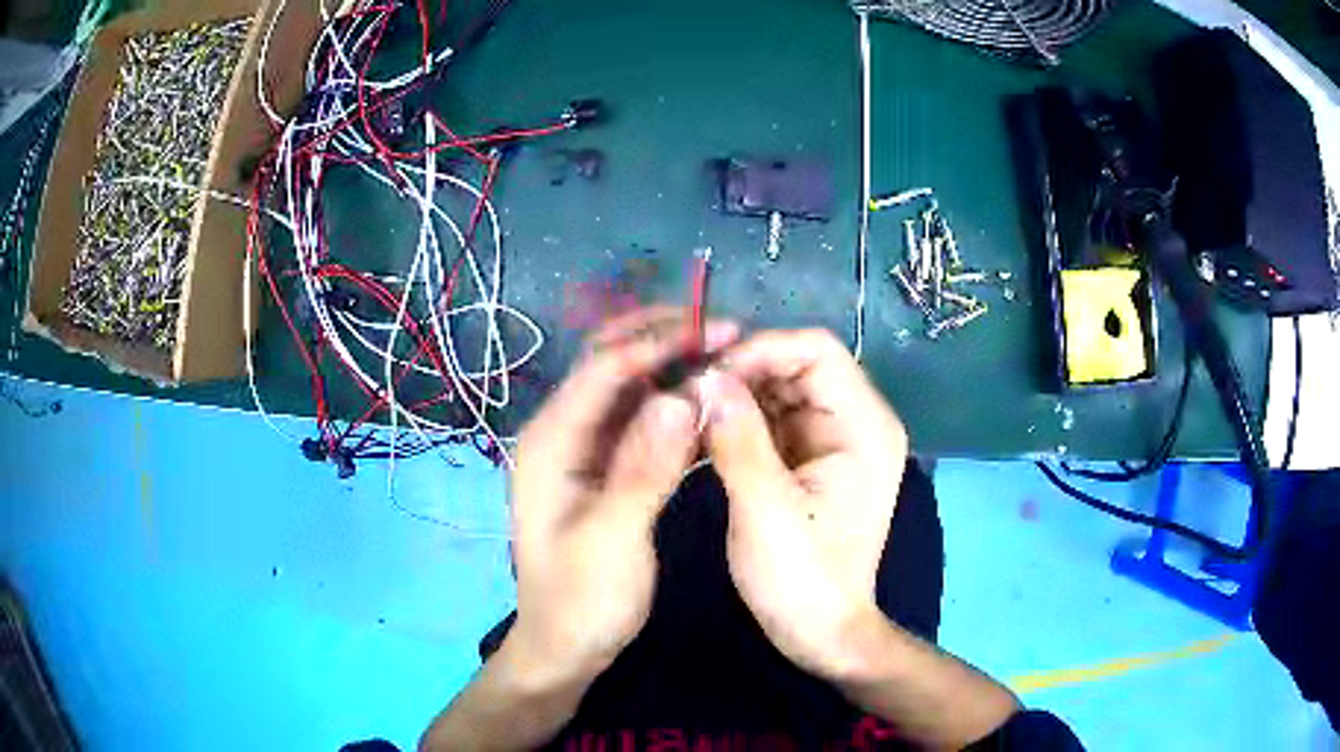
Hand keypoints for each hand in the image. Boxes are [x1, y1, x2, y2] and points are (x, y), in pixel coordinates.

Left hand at [506, 307, 738, 684]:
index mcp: (550, 442)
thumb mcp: (613, 542)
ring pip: (626, 387)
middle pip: (608, 362)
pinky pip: (637, 420)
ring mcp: (581, 450)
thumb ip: (643, 470)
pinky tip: (704, 399)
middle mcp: (561, 433)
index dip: (659, 342)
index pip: (604, 368)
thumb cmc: (582, 601)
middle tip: (721, 327)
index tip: (718, 331)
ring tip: (722, 352)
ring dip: (670, 364)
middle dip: (661, 337)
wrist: (565, 646)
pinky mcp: (602, 469)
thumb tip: (679, 398)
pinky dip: (670, 402)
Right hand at [701, 329, 908, 679]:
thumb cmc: (803, 581)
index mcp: (864, 427)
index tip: (707, 374)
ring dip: (736, 395)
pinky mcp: (811, 460)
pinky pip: (773, 420)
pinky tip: (702, 431)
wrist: (822, 633)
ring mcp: (834, 441)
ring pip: (780, 390)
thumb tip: (707, 377)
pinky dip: (739, 420)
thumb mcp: (766, 511)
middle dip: (743, 371)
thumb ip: (738, 439)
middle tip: (687, 392)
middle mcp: (856, 422)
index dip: (762, 349)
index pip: (817, 351)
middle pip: (797, 366)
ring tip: (687, 410)